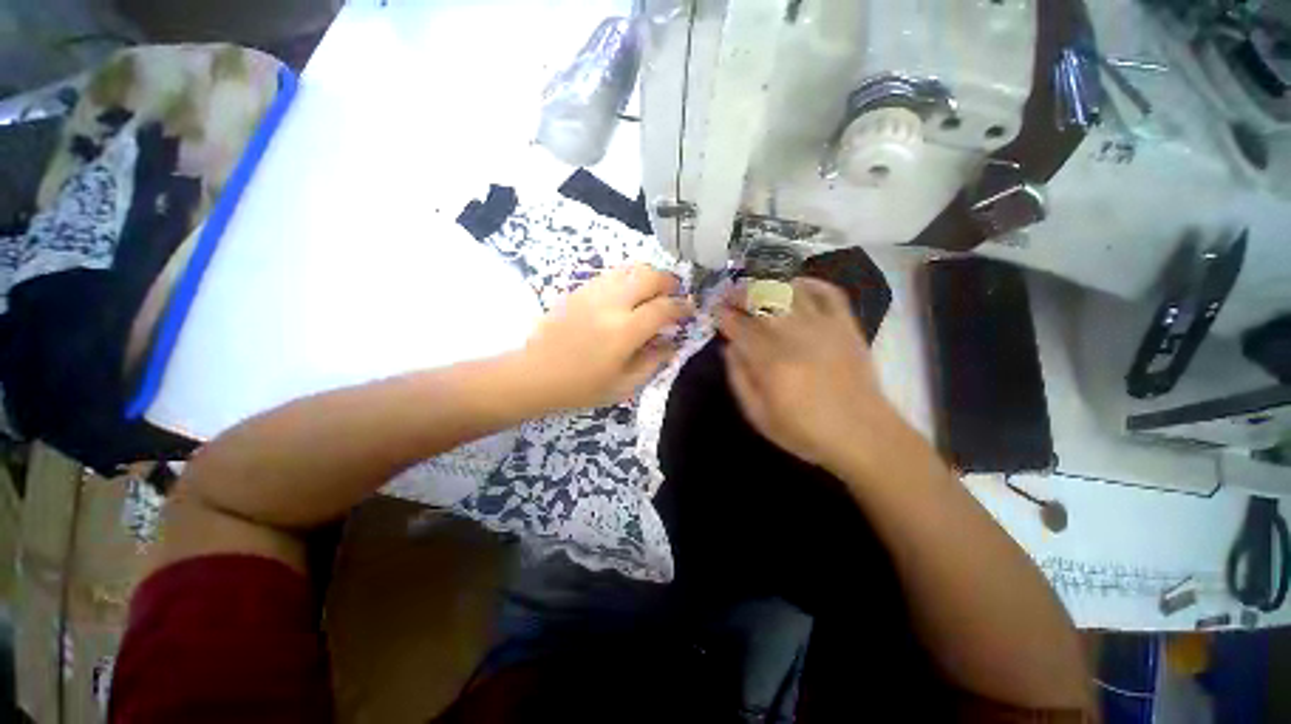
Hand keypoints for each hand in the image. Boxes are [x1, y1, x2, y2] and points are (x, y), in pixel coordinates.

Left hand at [522, 264, 692, 409]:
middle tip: (675, 291)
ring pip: (628, 269)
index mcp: (625, 331)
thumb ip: (653, 361)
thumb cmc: (581, 387)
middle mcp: (611, 304)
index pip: (663, 308)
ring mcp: (592, 293)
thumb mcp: (624, 384)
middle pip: (648, 276)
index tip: (689, 309)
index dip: (681, 307)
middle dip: (668, 280)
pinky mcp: (578, 290)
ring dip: (647, 275)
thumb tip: (672, 343)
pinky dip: (626, 277)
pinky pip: (610, 274)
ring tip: (653, 289)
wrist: (535, 374)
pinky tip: (627, 292)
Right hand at [715, 278, 901, 468]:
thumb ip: (739, 379)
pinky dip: (810, 283)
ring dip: (768, 286)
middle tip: (731, 298)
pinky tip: (796, 286)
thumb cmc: (805, 430)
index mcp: (771, 362)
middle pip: (762, 300)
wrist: (863, 434)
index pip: (739, 326)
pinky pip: (828, 292)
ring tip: (757, 292)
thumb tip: (729, 347)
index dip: (724, 316)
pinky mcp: (846, 325)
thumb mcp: (759, 416)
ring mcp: (824, 327)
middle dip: (741, 294)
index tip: (716, 313)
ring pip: (790, 290)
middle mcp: (795, 336)